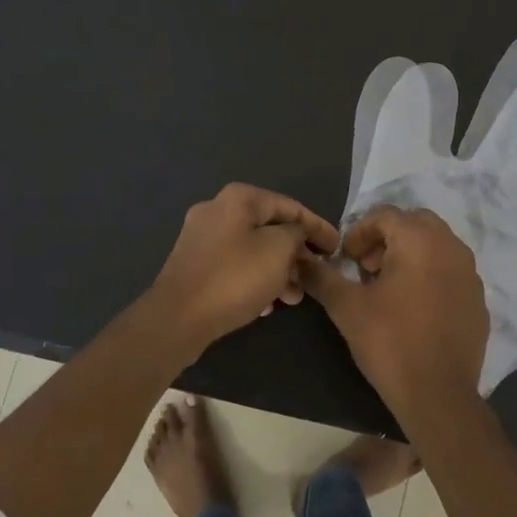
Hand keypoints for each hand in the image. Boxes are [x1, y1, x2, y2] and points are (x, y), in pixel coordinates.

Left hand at [146, 184, 339, 354]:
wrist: (178, 318)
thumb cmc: (235, 278)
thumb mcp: (278, 250)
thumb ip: (296, 234)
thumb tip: (294, 235)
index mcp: (238, 199)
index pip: (290, 207)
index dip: (318, 227)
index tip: (338, 249)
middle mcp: (216, 210)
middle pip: (269, 228)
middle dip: (296, 253)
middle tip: (315, 275)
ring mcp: (201, 238)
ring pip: (252, 250)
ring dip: (278, 270)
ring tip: (294, 297)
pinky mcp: (194, 265)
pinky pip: (235, 266)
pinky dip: (255, 279)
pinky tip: (266, 305)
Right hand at [300, 207, 489, 417]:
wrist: (438, 394)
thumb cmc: (389, 342)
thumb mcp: (346, 307)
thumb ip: (321, 276)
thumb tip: (299, 259)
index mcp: (420, 240)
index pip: (385, 215)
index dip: (359, 232)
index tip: (346, 260)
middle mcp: (451, 247)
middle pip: (415, 223)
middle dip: (387, 238)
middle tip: (367, 269)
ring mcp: (470, 274)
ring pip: (436, 246)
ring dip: (409, 255)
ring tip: (387, 288)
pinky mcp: (478, 300)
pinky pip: (451, 272)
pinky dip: (430, 276)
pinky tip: (414, 309)